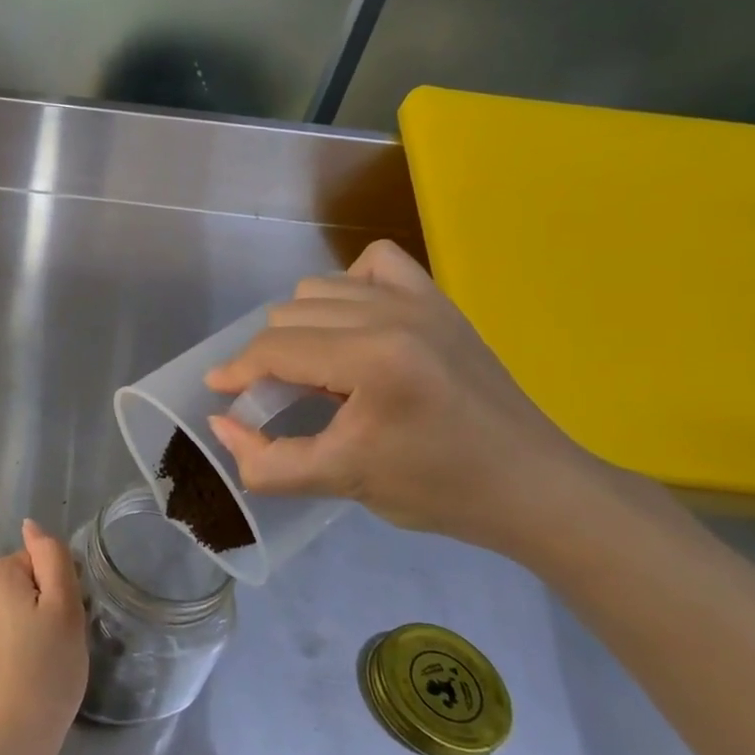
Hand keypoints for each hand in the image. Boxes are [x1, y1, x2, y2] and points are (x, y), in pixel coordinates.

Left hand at [0, 521, 87, 754]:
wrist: (9, 738)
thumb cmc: (46, 669)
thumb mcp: (65, 607)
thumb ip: (51, 557)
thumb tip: (31, 525)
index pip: (37, 565)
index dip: (56, 592)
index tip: (62, 625)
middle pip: (18, 586)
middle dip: (37, 608)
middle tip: (53, 646)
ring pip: (3, 611)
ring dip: (19, 628)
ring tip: (35, 665)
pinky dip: (2, 649)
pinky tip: (14, 677)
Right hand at [203, 240, 616, 555]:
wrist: (534, 487)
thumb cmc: (438, 489)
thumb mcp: (340, 482)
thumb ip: (265, 460)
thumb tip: (220, 423)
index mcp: (372, 359)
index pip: (276, 348)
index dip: (237, 370)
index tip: (219, 391)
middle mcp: (392, 315)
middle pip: (289, 314)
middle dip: (269, 356)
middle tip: (277, 397)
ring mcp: (420, 300)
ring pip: (320, 288)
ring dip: (301, 326)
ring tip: (316, 368)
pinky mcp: (439, 300)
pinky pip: (373, 265)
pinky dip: (348, 288)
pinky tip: (353, 325)